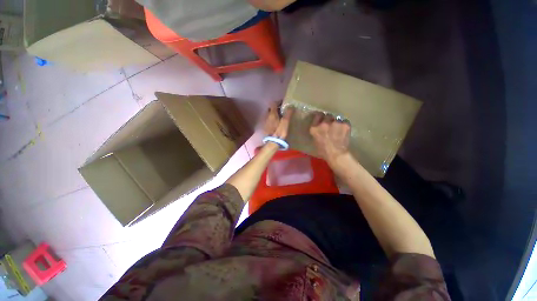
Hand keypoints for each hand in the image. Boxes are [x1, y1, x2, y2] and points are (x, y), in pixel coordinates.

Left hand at [263, 102, 293, 139]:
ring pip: (270, 115)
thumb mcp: (285, 122)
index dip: (278, 102)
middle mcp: (267, 116)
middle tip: (284, 110)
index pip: (273, 103)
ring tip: (281, 117)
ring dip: (275, 114)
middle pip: (271, 109)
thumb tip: (291, 106)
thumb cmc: (279, 132)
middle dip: (277, 108)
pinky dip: (274, 120)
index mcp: (272, 114)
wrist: (272, 143)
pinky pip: (270, 120)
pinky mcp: (266, 128)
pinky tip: (278, 124)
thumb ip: (288, 114)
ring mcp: (266, 122)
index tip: (284, 103)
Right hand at [309, 112, 350, 165]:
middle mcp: (324, 124)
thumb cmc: (323, 151)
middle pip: (328, 115)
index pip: (317, 115)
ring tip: (338, 128)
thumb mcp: (315, 140)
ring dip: (337, 122)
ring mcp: (335, 123)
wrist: (336, 155)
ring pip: (337, 118)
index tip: (322, 119)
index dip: (320, 117)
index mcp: (314, 128)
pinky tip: (344, 130)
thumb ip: (316, 131)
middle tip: (331, 124)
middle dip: (329, 119)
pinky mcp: (345, 124)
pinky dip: (344, 124)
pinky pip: (345, 121)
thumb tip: (319, 126)